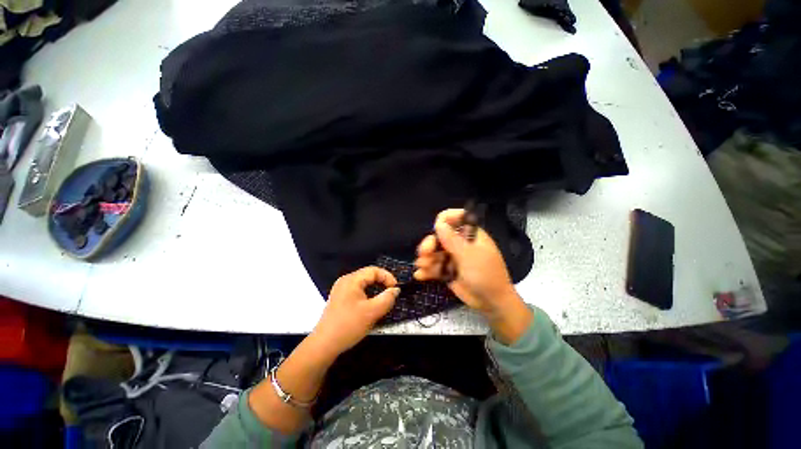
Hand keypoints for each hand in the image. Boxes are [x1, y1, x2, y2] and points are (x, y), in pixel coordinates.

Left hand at [312, 267, 399, 355]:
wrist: (324, 345)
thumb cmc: (349, 325)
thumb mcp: (372, 312)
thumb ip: (387, 298)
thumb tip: (396, 290)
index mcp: (352, 280)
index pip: (374, 270)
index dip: (387, 277)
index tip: (396, 289)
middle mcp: (345, 281)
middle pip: (368, 276)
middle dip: (382, 283)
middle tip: (391, 294)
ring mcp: (341, 290)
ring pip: (363, 284)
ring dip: (375, 290)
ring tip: (383, 300)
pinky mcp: (339, 299)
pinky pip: (357, 291)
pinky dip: (367, 295)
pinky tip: (370, 306)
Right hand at [414, 209, 519, 316]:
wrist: (491, 303)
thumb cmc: (486, 275)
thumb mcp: (470, 256)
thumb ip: (452, 240)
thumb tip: (439, 224)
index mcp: (470, 235)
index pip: (456, 218)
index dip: (444, 220)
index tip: (436, 229)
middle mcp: (460, 243)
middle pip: (439, 237)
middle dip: (429, 244)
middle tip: (424, 253)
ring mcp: (453, 257)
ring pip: (434, 252)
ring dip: (426, 258)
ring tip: (422, 266)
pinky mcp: (447, 271)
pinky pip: (434, 267)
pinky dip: (426, 270)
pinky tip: (420, 275)